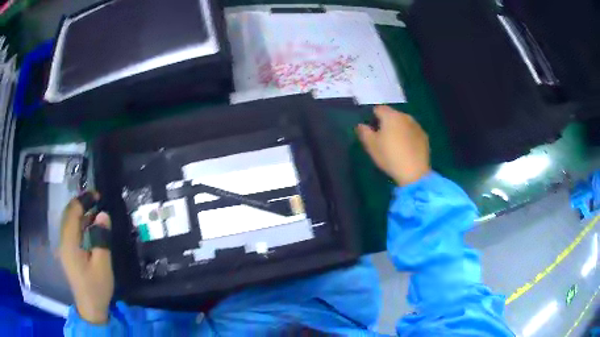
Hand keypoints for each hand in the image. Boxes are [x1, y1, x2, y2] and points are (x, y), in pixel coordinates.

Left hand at [59, 192, 113, 323]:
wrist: (90, 308)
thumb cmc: (96, 288)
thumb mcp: (103, 265)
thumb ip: (101, 239)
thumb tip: (103, 215)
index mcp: (69, 243)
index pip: (72, 212)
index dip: (83, 200)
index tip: (98, 195)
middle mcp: (63, 241)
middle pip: (68, 214)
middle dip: (81, 203)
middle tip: (97, 200)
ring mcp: (64, 247)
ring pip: (69, 222)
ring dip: (80, 213)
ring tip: (95, 211)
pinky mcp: (67, 253)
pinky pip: (71, 231)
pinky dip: (79, 224)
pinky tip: (89, 227)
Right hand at [356, 106, 430, 185]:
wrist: (415, 172)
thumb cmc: (390, 156)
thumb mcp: (371, 146)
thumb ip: (364, 132)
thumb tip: (360, 125)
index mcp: (391, 116)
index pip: (378, 109)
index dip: (373, 117)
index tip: (371, 130)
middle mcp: (405, 116)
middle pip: (392, 115)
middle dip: (387, 123)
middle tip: (382, 138)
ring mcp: (417, 126)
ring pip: (404, 123)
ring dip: (398, 129)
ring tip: (395, 144)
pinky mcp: (424, 137)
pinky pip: (412, 132)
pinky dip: (408, 136)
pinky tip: (406, 149)